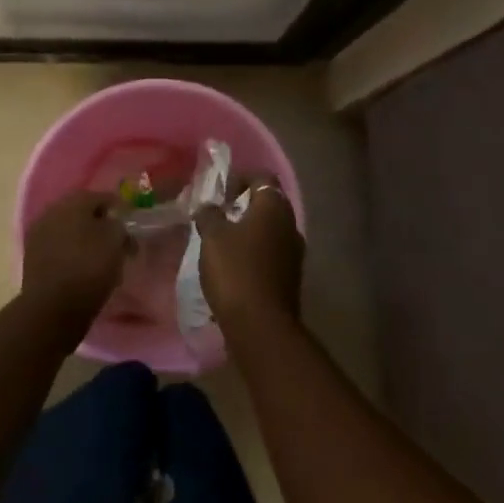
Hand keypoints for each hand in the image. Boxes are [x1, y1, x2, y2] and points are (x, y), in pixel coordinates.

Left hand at [20, 190, 128, 321]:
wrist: (52, 306)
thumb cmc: (89, 268)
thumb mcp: (115, 242)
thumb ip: (119, 225)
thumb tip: (114, 223)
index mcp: (73, 202)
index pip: (101, 196)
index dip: (119, 207)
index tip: (131, 221)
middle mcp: (52, 211)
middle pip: (81, 211)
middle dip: (99, 222)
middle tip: (116, 237)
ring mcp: (39, 233)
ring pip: (68, 229)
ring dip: (84, 238)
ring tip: (100, 255)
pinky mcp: (32, 256)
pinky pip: (58, 247)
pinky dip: (72, 252)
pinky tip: (82, 266)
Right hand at [196, 176, 304, 326]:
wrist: (261, 325)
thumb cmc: (235, 270)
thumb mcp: (213, 237)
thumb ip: (210, 215)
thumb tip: (209, 206)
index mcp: (274, 207)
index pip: (262, 178)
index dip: (240, 179)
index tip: (219, 193)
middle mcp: (290, 225)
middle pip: (268, 204)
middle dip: (243, 206)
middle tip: (218, 216)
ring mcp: (294, 253)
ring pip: (270, 230)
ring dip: (249, 231)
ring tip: (222, 242)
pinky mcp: (290, 277)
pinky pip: (271, 254)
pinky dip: (254, 252)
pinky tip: (234, 265)